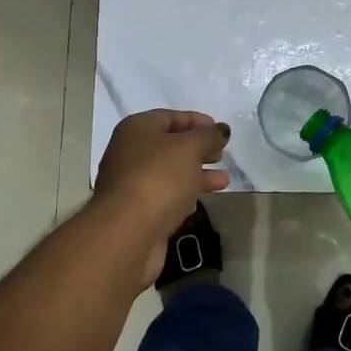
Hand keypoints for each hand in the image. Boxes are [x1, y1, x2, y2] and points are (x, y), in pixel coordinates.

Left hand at [93, 110, 231, 284]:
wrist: (127, 233)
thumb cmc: (158, 179)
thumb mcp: (189, 149)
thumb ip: (208, 137)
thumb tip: (221, 130)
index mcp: (137, 129)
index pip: (170, 117)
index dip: (197, 121)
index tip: (221, 131)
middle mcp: (129, 152)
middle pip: (170, 145)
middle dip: (198, 149)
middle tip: (222, 155)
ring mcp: (131, 183)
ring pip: (169, 173)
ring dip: (197, 174)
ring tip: (223, 181)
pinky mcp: (136, 211)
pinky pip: (164, 196)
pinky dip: (183, 195)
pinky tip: (200, 201)